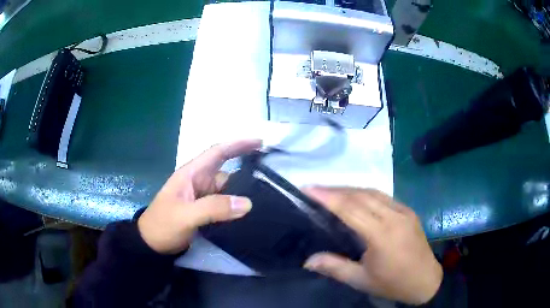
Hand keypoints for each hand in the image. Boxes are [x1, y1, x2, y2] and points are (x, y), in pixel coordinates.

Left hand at [137, 140, 261, 254]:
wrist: (152, 244)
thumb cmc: (163, 225)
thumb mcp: (186, 215)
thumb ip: (214, 208)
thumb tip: (247, 203)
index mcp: (192, 174)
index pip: (217, 152)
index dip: (238, 144)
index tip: (260, 142)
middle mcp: (199, 182)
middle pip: (227, 172)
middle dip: (247, 172)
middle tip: (273, 177)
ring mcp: (202, 197)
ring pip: (228, 189)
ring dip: (244, 192)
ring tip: (268, 197)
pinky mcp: (205, 210)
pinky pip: (225, 203)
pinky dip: (237, 205)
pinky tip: (250, 212)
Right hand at [302, 187, 442, 304]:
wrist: (425, 280)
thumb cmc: (393, 283)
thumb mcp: (361, 280)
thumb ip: (334, 267)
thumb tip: (308, 260)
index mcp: (381, 235)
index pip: (350, 209)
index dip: (328, 197)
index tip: (308, 188)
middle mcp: (394, 216)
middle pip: (360, 195)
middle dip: (336, 190)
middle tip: (315, 189)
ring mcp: (404, 211)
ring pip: (373, 192)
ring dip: (350, 189)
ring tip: (331, 192)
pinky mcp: (409, 211)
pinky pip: (384, 196)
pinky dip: (365, 193)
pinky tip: (356, 198)